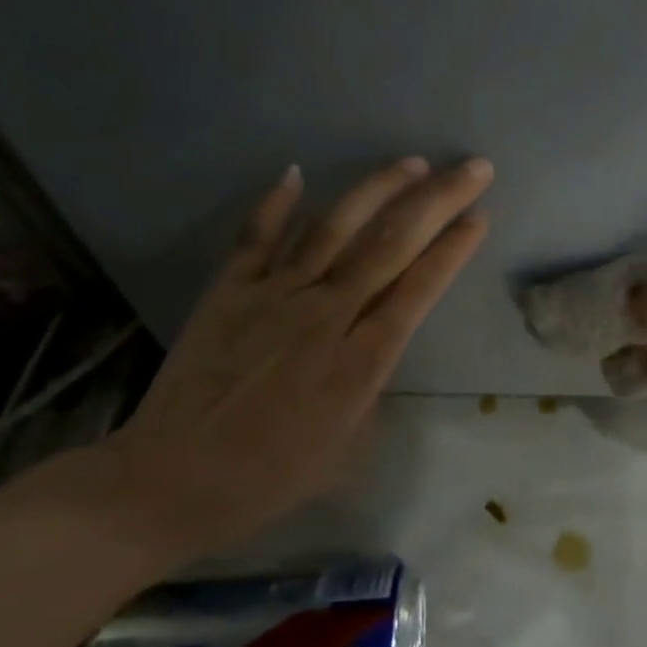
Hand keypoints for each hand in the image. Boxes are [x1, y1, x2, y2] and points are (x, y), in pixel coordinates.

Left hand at [108, 156, 492, 552]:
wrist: (166, 484)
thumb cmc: (269, 478)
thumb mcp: (347, 447)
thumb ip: (371, 384)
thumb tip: (375, 343)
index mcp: (360, 360)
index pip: (419, 288)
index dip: (453, 248)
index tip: (480, 216)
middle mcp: (324, 315)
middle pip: (391, 245)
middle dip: (439, 200)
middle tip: (474, 167)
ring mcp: (273, 296)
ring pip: (334, 228)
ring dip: (377, 190)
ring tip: (412, 162)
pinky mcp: (228, 291)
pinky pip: (256, 238)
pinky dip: (275, 204)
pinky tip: (296, 171)